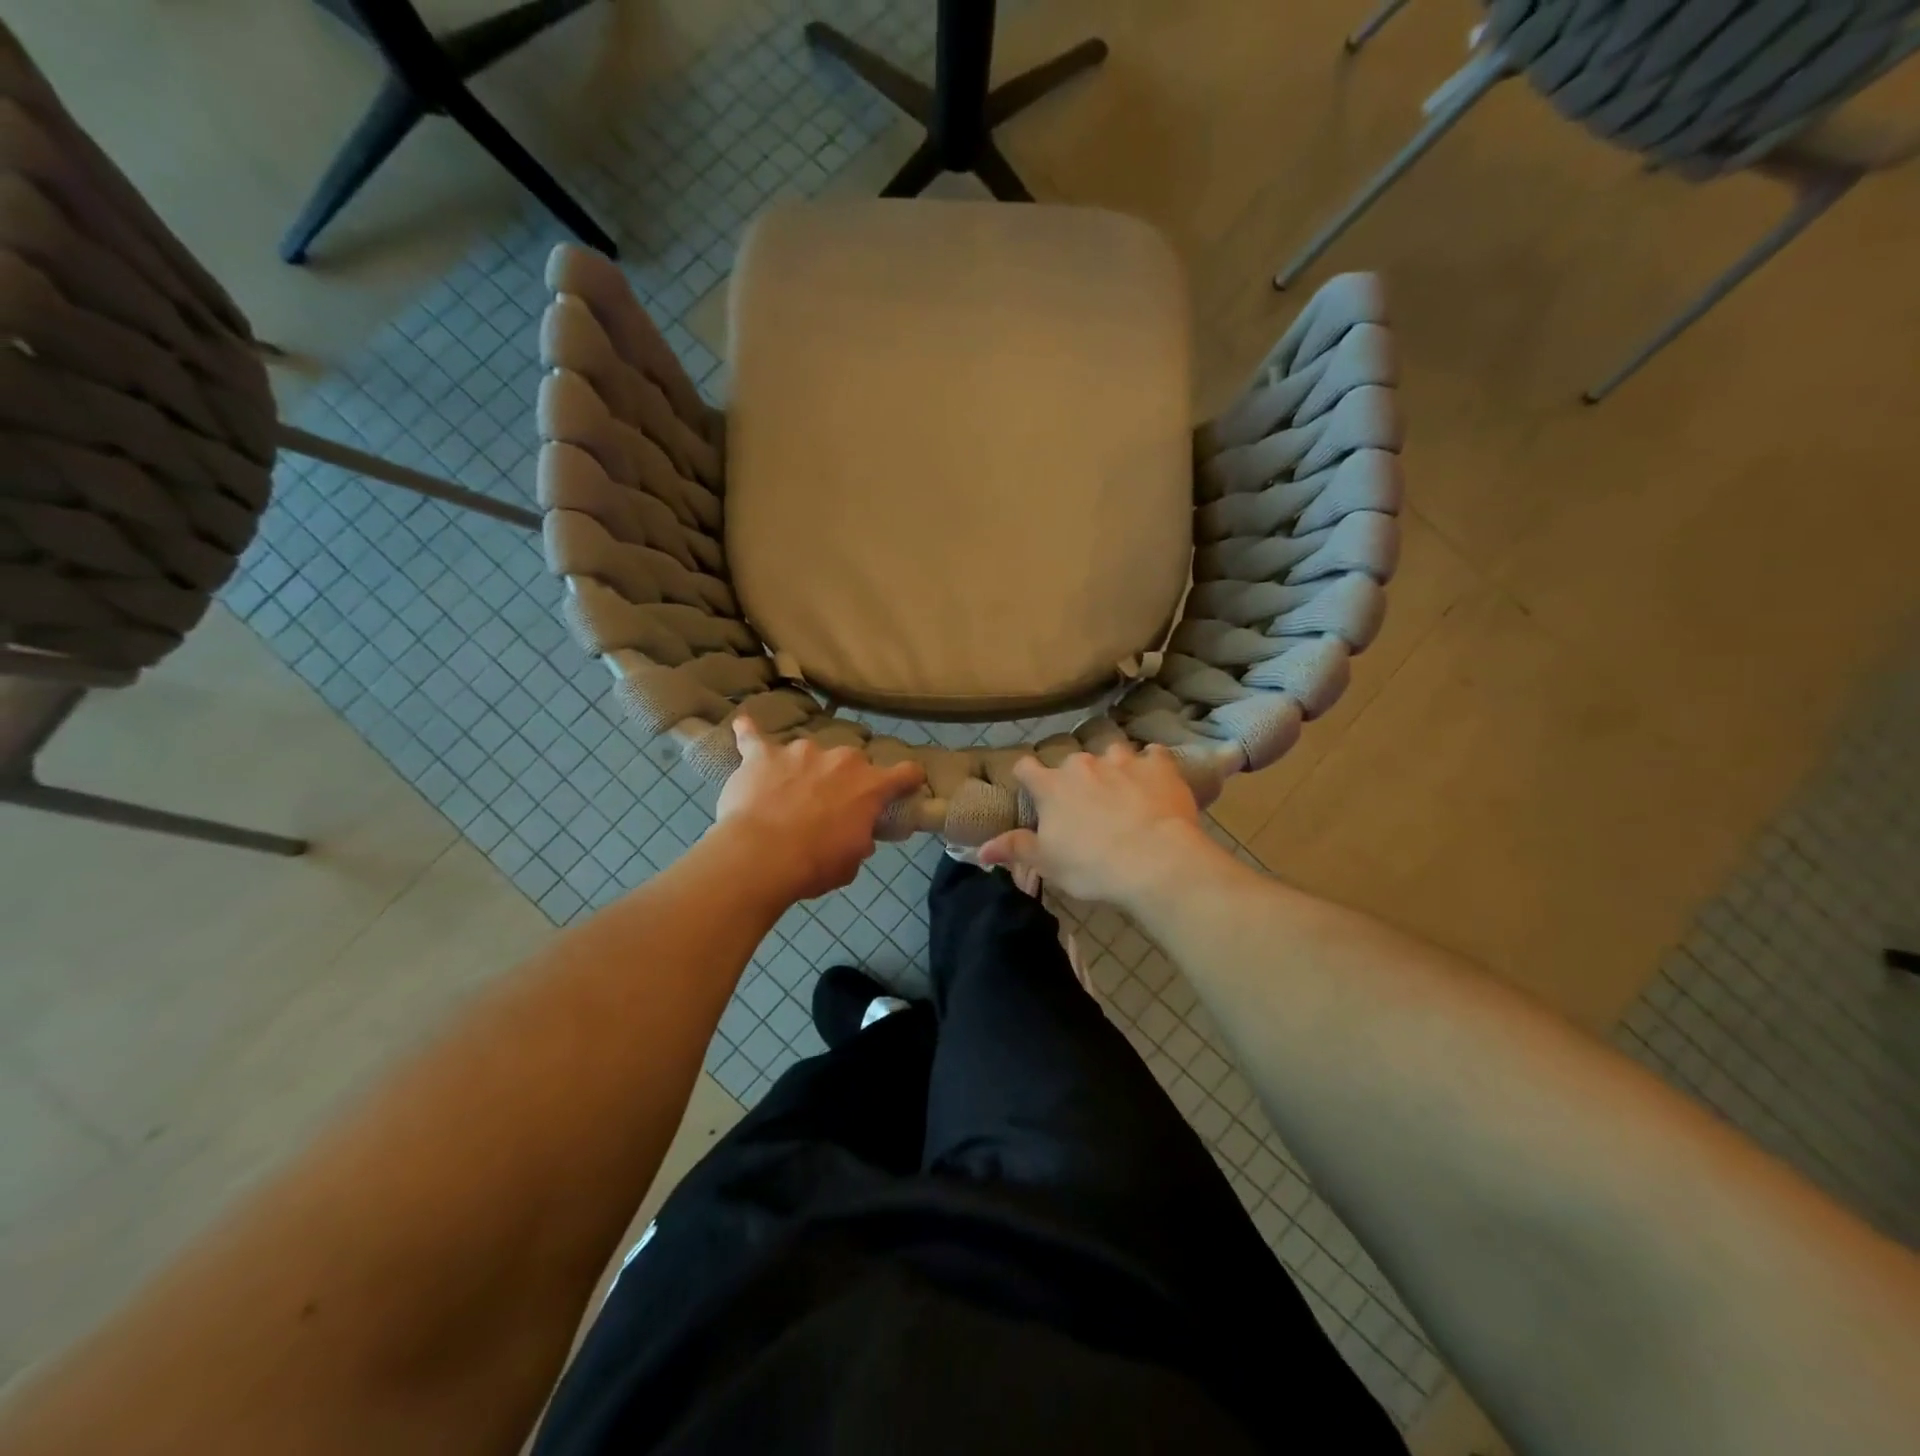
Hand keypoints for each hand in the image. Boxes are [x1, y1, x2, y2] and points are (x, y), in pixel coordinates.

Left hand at [713, 719, 925, 900]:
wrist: (760, 856)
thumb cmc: (814, 864)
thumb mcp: (851, 861)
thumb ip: (860, 839)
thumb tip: (858, 834)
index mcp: (870, 786)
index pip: (905, 772)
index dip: (908, 778)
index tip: (907, 783)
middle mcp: (841, 759)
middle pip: (853, 761)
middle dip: (845, 778)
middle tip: (830, 804)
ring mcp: (800, 751)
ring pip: (808, 752)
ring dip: (804, 768)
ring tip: (786, 791)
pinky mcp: (763, 754)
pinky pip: (753, 737)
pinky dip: (749, 733)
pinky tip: (743, 726)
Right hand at [977, 743, 1218, 905]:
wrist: (1156, 862)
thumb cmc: (1092, 866)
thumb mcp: (1048, 863)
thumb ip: (1016, 848)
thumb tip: (981, 848)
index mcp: (1051, 786)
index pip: (1025, 767)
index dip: (1027, 777)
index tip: (1033, 790)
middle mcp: (1083, 764)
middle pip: (1072, 762)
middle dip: (1076, 779)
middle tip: (1086, 805)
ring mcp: (1123, 760)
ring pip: (1112, 753)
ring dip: (1114, 768)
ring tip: (1123, 791)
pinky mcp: (1158, 764)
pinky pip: (1153, 755)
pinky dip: (1152, 766)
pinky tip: (1156, 782)